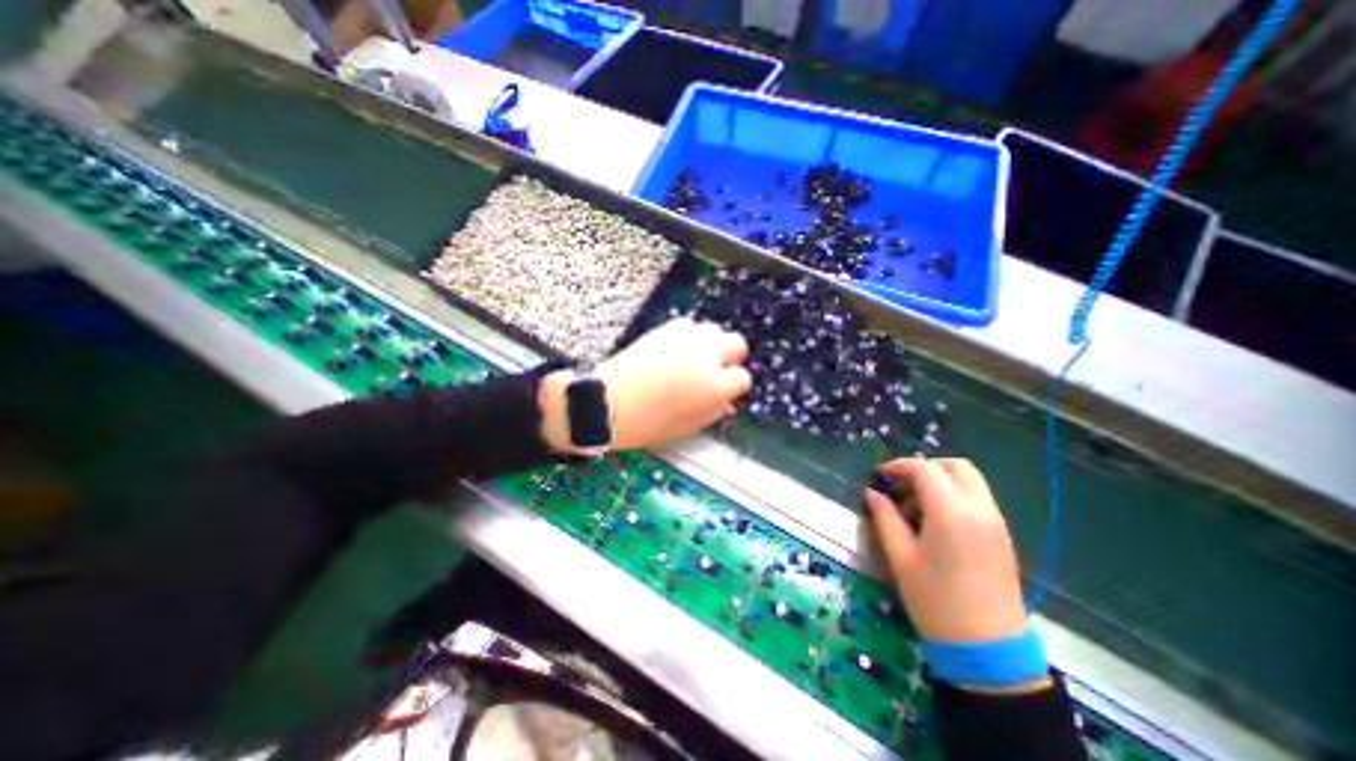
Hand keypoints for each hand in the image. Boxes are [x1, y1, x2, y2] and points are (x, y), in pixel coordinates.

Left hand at [543, 317, 751, 453]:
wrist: (607, 403)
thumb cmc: (648, 424)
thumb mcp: (686, 428)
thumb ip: (712, 412)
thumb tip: (725, 403)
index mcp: (714, 385)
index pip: (742, 378)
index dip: (734, 386)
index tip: (724, 392)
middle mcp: (706, 355)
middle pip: (736, 343)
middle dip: (730, 357)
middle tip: (716, 370)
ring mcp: (685, 338)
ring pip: (713, 330)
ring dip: (710, 345)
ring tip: (694, 360)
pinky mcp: (665, 329)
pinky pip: (689, 327)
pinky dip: (689, 338)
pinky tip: (676, 352)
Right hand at [868, 454, 1027, 645]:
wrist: (988, 649)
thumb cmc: (935, 600)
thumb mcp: (900, 556)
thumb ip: (884, 517)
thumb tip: (872, 493)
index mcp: (951, 512)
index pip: (924, 469)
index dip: (898, 466)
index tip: (879, 476)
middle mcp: (979, 509)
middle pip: (955, 466)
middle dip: (924, 467)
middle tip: (900, 486)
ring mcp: (995, 522)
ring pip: (969, 480)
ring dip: (940, 481)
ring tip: (914, 507)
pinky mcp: (1001, 535)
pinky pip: (976, 498)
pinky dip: (953, 495)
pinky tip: (934, 521)